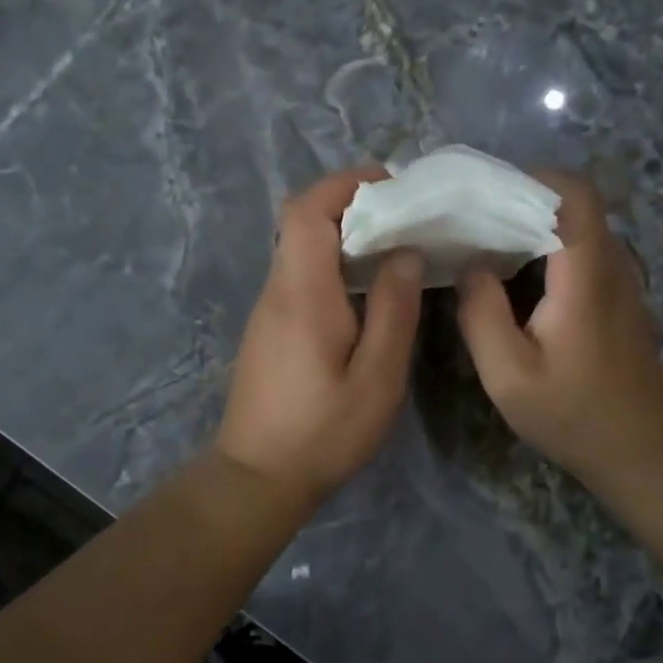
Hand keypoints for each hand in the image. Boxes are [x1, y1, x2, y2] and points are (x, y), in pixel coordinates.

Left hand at [215, 168, 423, 511]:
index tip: (391, 185)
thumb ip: (394, 311)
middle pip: (301, 222)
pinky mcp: (268, 329)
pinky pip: (299, 276)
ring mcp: (267, 310)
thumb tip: (405, 253)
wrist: (257, 477)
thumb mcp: (377, 378)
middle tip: (403, 217)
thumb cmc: (323, 432)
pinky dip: (331, 263)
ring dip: (342, 235)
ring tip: (393, 249)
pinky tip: (365, 290)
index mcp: (302, 293)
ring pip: (300, 248)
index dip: (346, 184)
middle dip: (350, 204)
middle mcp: (277, 290)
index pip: (308, 210)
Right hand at [455, 171, 662, 489]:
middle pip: (573, 204)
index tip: (483, 191)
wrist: (643, 453)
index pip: (573, 193)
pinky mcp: (619, 300)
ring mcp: (621, 282)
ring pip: (578, 228)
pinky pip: (582, 253)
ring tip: (484, 241)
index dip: (531, 178)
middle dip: (521, 199)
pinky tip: (514, 277)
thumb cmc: (574, 415)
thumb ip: (481, 314)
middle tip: (471, 217)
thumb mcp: (509, 375)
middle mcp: (612, 265)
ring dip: (533, 224)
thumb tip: (471, 264)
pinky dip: (547, 249)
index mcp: (586, 274)